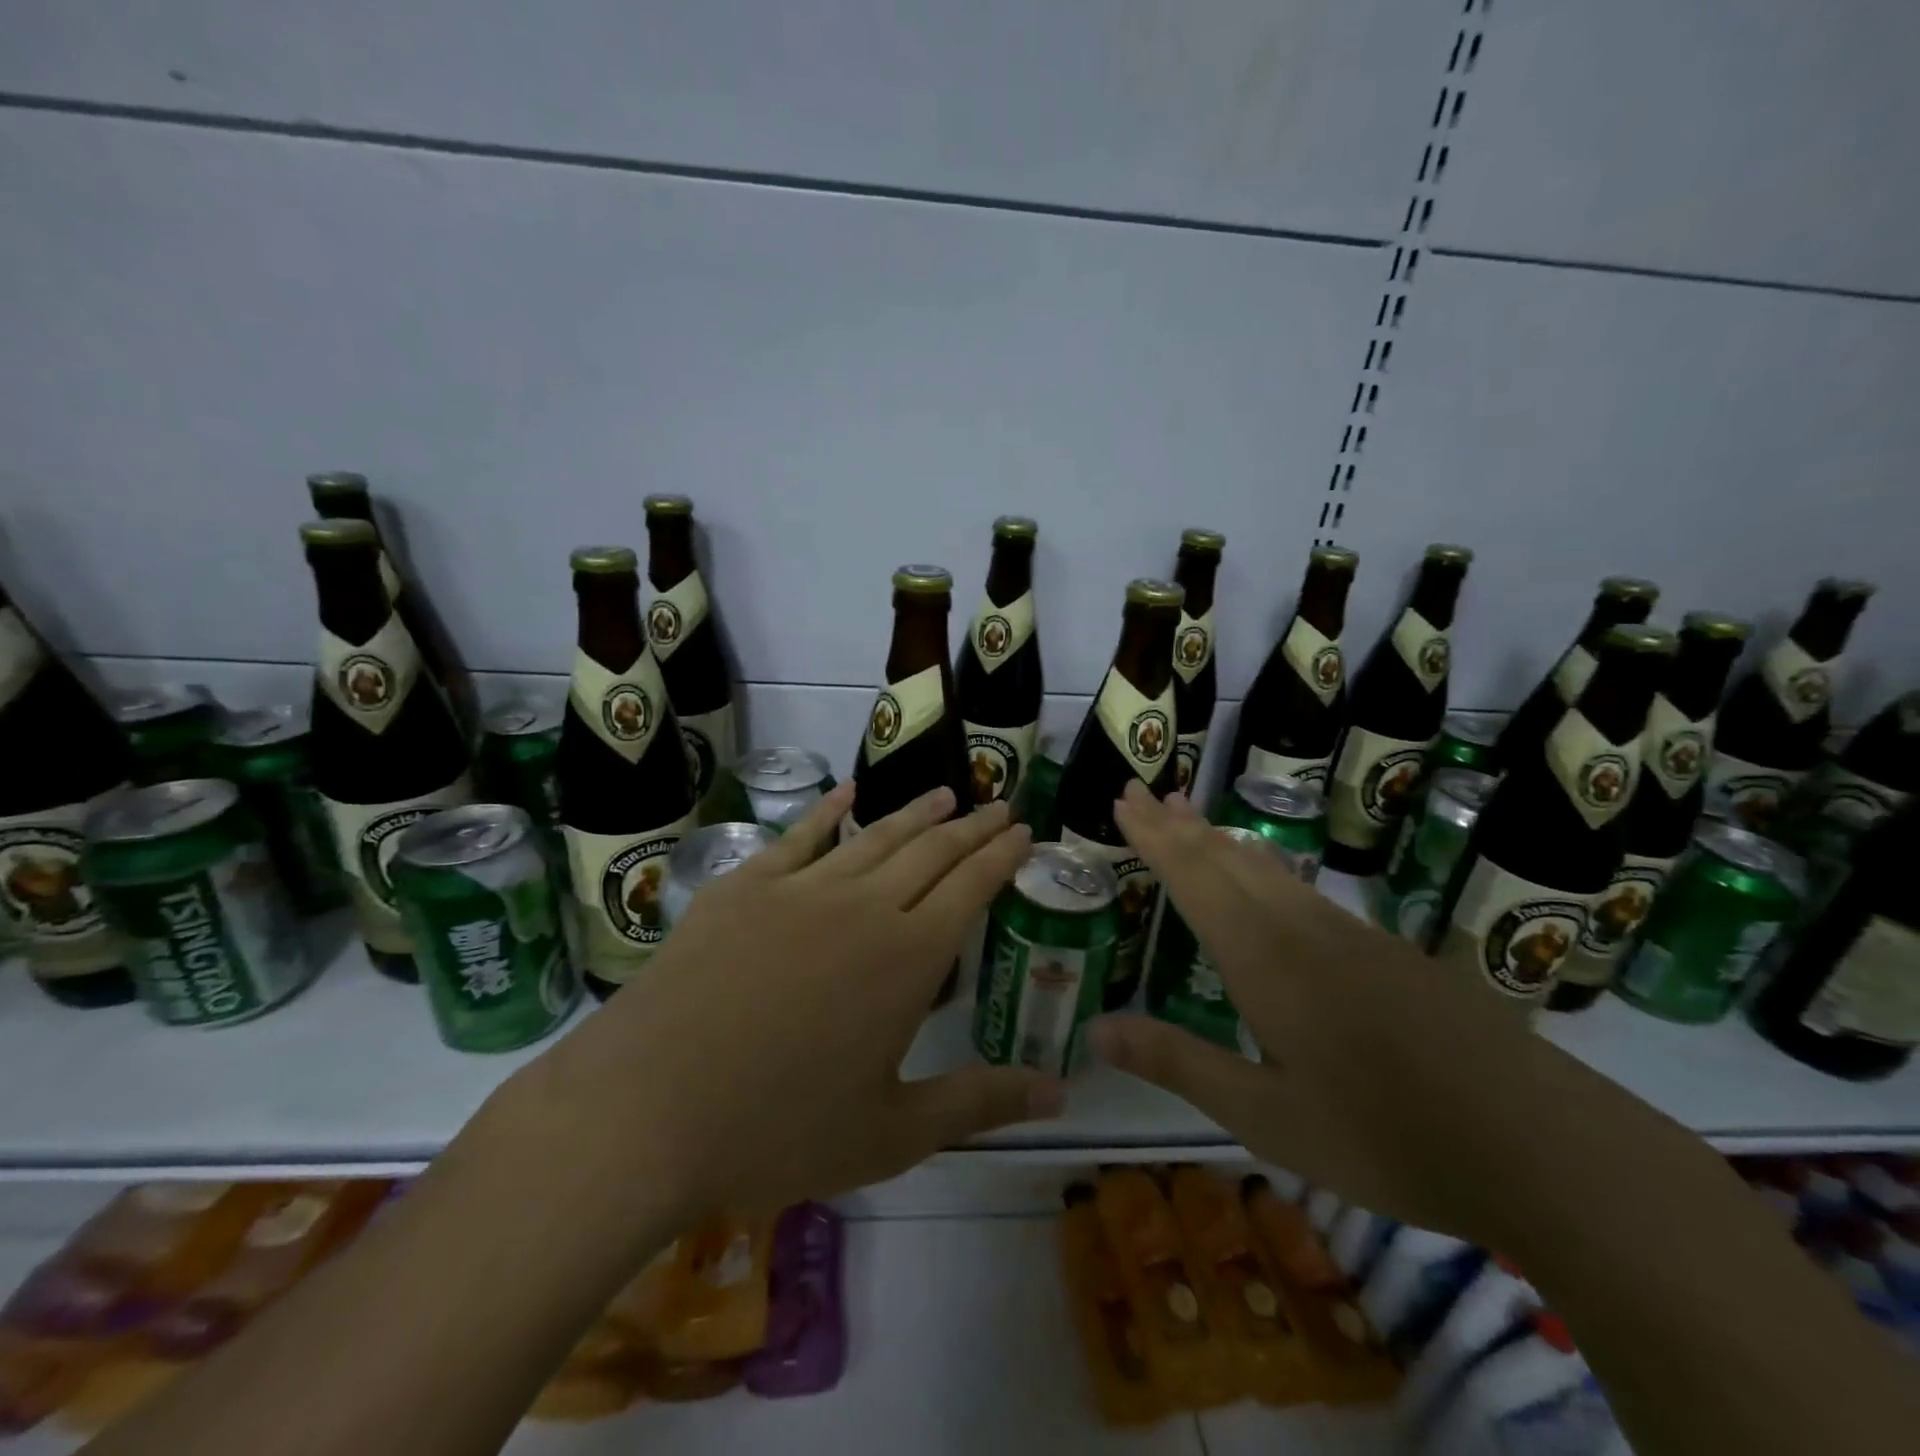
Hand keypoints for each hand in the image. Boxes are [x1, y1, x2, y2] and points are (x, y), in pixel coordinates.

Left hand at [515, 782, 1057, 1224]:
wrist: (646, 1111)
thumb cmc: (777, 1131)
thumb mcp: (891, 1133)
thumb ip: (980, 1102)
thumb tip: (1062, 1092)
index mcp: (908, 959)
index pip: (971, 886)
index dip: (1002, 855)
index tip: (1024, 830)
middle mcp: (864, 906)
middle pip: (932, 850)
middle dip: (972, 825)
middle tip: (999, 804)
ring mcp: (800, 888)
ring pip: (875, 835)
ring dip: (916, 812)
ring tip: (945, 793)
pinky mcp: (745, 886)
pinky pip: (801, 835)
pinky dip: (829, 810)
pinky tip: (848, 793)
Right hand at [1088, 782, 1546, 1240]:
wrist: (1544, 1147)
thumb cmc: (1385, 1137)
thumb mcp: (1265, 1116)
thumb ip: (1178, 1063)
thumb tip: (1095, 1030)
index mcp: (1263, 958)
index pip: (1193, 877)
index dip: (1153, 837)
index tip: (1124, 799)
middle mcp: (1300, 929)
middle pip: (1226, 858)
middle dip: (1177, 824)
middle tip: (1143, 790)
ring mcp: (1349, 935)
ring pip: (1267, 867)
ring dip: (1219, 837)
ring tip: (1190, 814)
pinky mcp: (1385, 951)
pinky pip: (1300, 888)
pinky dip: (1261, 865)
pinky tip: (1265, 873)